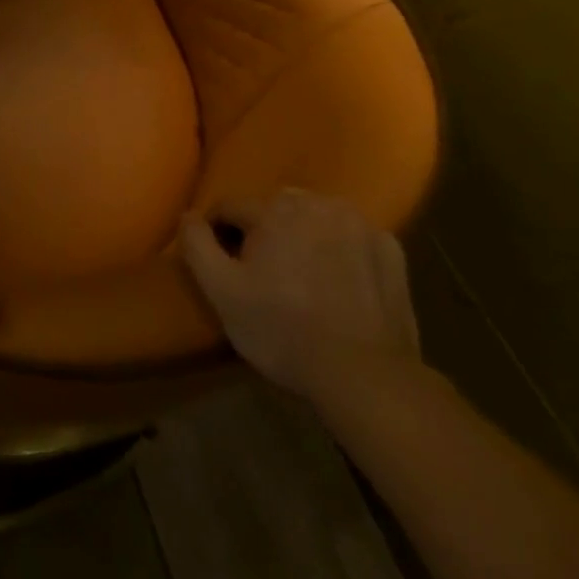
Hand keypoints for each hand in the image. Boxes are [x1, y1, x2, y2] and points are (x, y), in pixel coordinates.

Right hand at [181, 191, 420, 404]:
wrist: (366, 377)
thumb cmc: (284, 331)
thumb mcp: (222, 293)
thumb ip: (196, 245)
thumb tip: (188, 215)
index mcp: (272, 208)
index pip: (230, 207)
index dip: (220, 235)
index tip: (225, 268)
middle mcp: (315, 202)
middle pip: (274, 209)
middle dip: (265, 233)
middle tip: (266, 276)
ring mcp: (358, 223)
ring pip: (315, 218)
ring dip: (305, 237)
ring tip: (305, 280)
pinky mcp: (390, 249)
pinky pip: (353, 238)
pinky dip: (344, 252)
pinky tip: (342, 284)